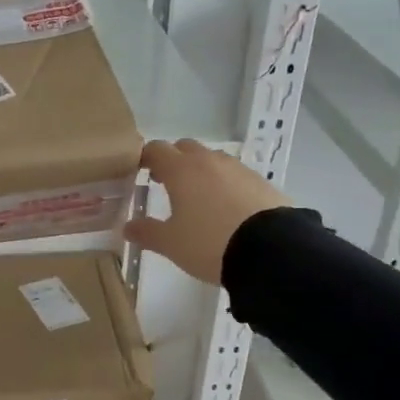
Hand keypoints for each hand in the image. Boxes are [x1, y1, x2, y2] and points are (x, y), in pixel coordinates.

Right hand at [124, 138, 288, 285]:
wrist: (271, 251)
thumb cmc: (209, 242)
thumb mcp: (171, 243)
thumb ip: (147, 232)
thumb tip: (128, 226)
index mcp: (181, 170)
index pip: (156, 149)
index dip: (145, 157)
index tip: (139, 171)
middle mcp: (208, 161)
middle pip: (185, 148)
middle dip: (173, 160)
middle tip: (166, 183)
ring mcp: (238, 169)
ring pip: (212, 159)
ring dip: (201, 170)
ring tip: (198, 197)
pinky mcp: (261, 182)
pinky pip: (235, 175)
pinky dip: (225, 183)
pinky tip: (227, 207)